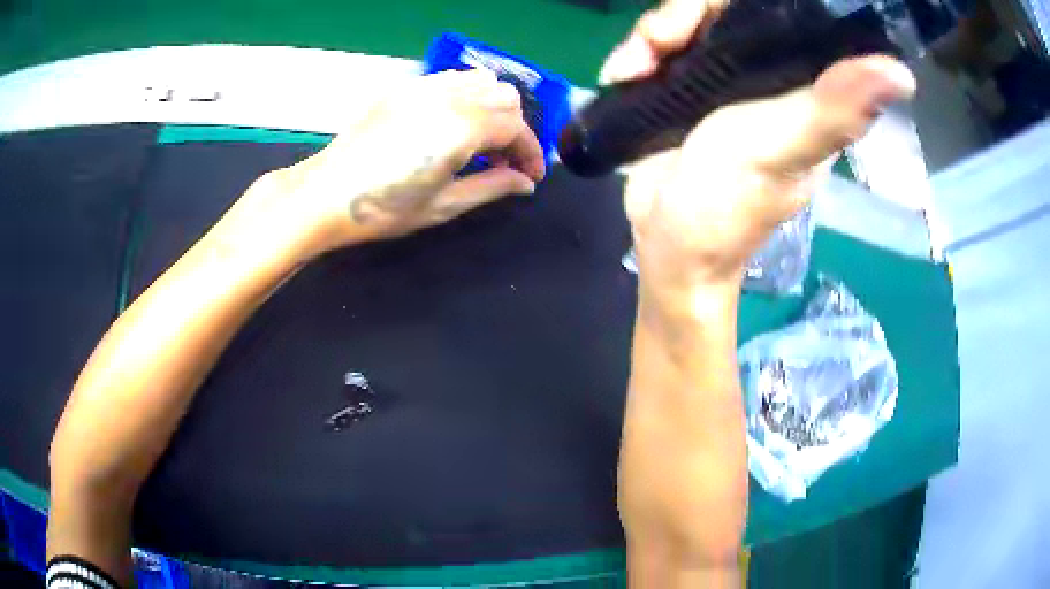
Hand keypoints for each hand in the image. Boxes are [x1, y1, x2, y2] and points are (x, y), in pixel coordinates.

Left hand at [216, 69, 545, 265]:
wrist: (324, 194)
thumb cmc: (383, 208)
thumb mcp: (443, 205)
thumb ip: (491, 187)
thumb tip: (524, 183)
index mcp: (462, 127)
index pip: (516, 127)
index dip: (531, 152)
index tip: (531, 178)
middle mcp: (448, 96)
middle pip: (505, 97)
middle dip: (515, 129)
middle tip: (504, 162)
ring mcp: (423, 87)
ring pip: (480, 80)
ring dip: (493, 108)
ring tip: (481, 142)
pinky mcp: (404, 88)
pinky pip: (450, 80)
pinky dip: (466, 97)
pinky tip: (453, 125)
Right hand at [602, 0, 915, 307]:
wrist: (669, 247)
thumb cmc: (728, 205)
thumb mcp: (782, 149)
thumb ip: (833, 109)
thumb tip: (902, 74)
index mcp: (801, 84)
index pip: (779, 13)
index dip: (737, 2)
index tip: (707, 13)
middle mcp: (765, 73)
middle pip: (721, 10)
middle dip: (681, 17)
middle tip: (657, 44)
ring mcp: (720, 79)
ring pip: (685, 24)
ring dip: (650, 37)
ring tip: (633, 69)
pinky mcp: (684, 91)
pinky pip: (658, 49)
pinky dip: (634, 55)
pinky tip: (622, 77)